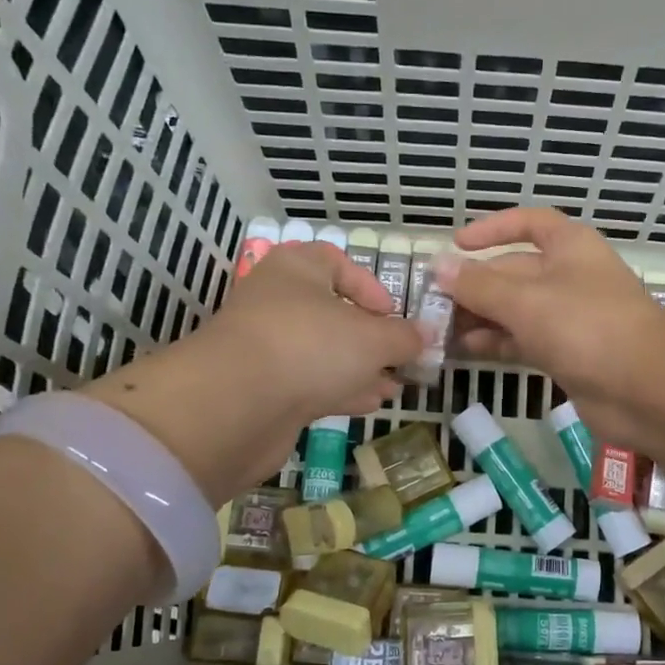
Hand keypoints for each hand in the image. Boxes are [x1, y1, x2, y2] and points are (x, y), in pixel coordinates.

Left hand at [86, 243, 421, 503]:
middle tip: (400, 357)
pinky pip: (309, 382)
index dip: (368, 285)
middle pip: (331, 312)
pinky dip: (340, 390)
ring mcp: (266, 347)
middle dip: (370, 337)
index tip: (393, 313)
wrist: (237, 404)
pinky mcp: (262, 389)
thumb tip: (427, 335)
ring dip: (359, 368)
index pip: (334, 261)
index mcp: (296, 270)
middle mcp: (277, 302)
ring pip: (322, 352)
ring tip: (394, 385)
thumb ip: (404, 336)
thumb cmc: (311, 347)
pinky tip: (369, 404)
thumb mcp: (373, 338)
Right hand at [439, 208, 664, 443]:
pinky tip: (465, 351)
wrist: (644, 388)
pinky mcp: (569, 356)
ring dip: (481, 317)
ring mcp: (571, 319)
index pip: (529, 223)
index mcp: (569, 246)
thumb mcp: (525, 300)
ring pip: (517, 310)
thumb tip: (439, 266)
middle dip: (476, 284)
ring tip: (439, 329)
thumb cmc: (586, 326)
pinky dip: (497, 343)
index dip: (493, 229)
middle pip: (515, 271)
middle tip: (432, 302)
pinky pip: (524, 342)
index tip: (457, 244)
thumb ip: (479, 285)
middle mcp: (570, 277)